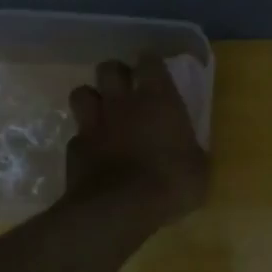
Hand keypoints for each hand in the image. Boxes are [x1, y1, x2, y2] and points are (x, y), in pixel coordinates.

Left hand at [66, 56, 208, 222]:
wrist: (119, 209)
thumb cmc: (170, 182)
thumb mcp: (198, 168)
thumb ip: (190, 150)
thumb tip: (190, 151)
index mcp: (158, 98)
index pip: (150, 61)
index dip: (151, 63)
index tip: (156, 71)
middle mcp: (122, 102)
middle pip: (109, 68)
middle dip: (117, 74)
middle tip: (127, 90)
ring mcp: (93, 124)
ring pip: (82, 93)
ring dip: (93, 99)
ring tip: (104, 114)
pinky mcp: (74, 149)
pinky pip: (77, 134)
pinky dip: (85, 140)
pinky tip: (94, 153)